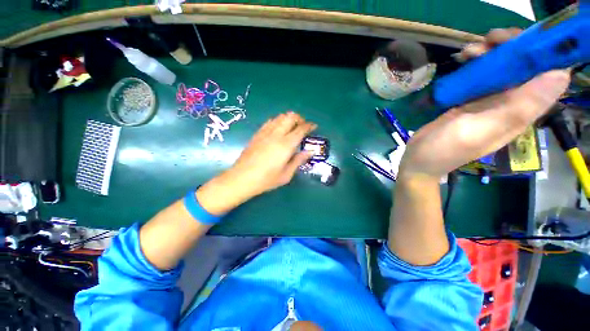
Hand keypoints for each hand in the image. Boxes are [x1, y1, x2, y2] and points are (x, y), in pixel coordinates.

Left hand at [197, 112, 315, 214]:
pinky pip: (270, 122)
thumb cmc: (266, 179)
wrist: (241, 178)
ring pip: (280, 117)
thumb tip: (310, 151)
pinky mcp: (257, 134)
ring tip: (292, 128)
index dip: (309, 126)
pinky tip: (278, 130)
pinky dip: (278, 122)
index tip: (314, 127)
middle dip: (299, 119)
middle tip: (303, 127)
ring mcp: (265, 133)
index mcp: (286, 145)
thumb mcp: (286, 174)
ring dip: (289, 119)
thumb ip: (299, 160)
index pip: (301, 129)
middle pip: (290, 117)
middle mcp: (276, 134)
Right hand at [399, 28, 570, 179]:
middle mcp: (512, 104)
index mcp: (521, 112)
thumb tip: (562, 75)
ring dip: (490, 53)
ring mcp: (490, 101)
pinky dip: (475, 62)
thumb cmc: (446, 149)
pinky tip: (462, 60)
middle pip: (525, 66)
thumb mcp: (481, 130)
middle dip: (511, 47)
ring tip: (467, 52)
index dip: (540, 53)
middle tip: (487, 40)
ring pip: (502, 67)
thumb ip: (519, 108)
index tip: (520, 40)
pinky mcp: (471, 100)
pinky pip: (482, 75)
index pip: (546, 75)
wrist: (419, 159)